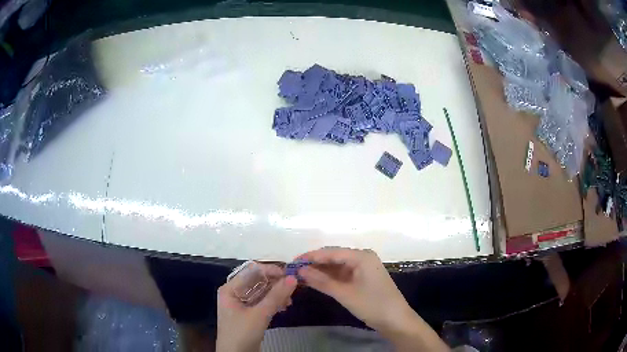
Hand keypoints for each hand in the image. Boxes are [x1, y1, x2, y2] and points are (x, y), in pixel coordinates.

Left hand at [216, 263, 296, 351]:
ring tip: (289, 301)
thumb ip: (276, 296)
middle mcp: (235, 293)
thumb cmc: (242, 333)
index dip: (270, 271)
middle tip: (292, 289)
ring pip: (262, 292)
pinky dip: (273, 302)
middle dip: (275, 284)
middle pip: (257, 281)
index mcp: (230, 288)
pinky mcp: (248, 313)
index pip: (251, 271)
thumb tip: (293, 278)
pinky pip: (262, 302)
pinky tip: (284, 306)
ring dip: (276, 294)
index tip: (289, 275)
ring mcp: (241, 303)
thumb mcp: (259, 315)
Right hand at [297, 248, 448, 351]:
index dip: (311, 256)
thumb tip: (300, 270)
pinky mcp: (363, 278)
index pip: (331, 252)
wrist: (396, 320)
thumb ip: (322, 281)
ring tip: (301, 276)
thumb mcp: (345, 294)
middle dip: (315, 264)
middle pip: (334, 257)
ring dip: (321, 271)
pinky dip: (330, 278)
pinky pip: (343, 274)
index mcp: (362, 256)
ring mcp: (364, 268)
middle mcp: (363, 257)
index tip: (292, 262)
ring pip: (338, 266)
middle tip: (294, 270)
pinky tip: (317, 281)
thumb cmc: (372, 305)